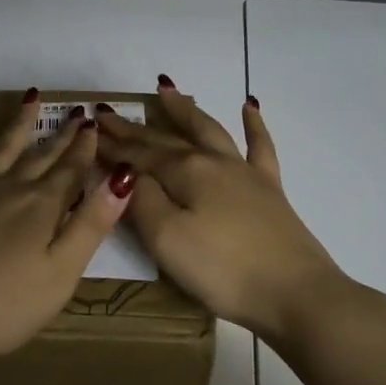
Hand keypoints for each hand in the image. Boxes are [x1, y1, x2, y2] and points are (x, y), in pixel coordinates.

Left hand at [0, 94, 133, 381]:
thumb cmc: (6, 306)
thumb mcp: (61, 273)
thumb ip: (91, 224)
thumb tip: (122, 176)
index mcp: (42, 207)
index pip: (72, 171)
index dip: (86, 148)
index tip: (96, 123)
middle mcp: (10, 189)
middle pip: (42, 157)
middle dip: (62, 136)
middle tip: (77, 112)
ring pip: (1, 149)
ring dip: (19, 123)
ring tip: (32, 97)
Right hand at [93, 84, 347, 343]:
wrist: (297, 295)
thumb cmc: (223, 270)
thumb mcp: (166, 239)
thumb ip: (141, 201)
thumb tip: (125, 173)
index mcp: (185, 172)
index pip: (138, 154)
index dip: (112, 145)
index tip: (88, 131)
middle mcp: (213, 161)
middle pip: (167, 139)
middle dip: (134, 127)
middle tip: (108, 113)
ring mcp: (245, 173)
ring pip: (209, 130)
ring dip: (185, 110)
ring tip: (166, 89)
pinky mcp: (270, 191)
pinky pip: (260, 146)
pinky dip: (253, 124)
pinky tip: (250, 106)